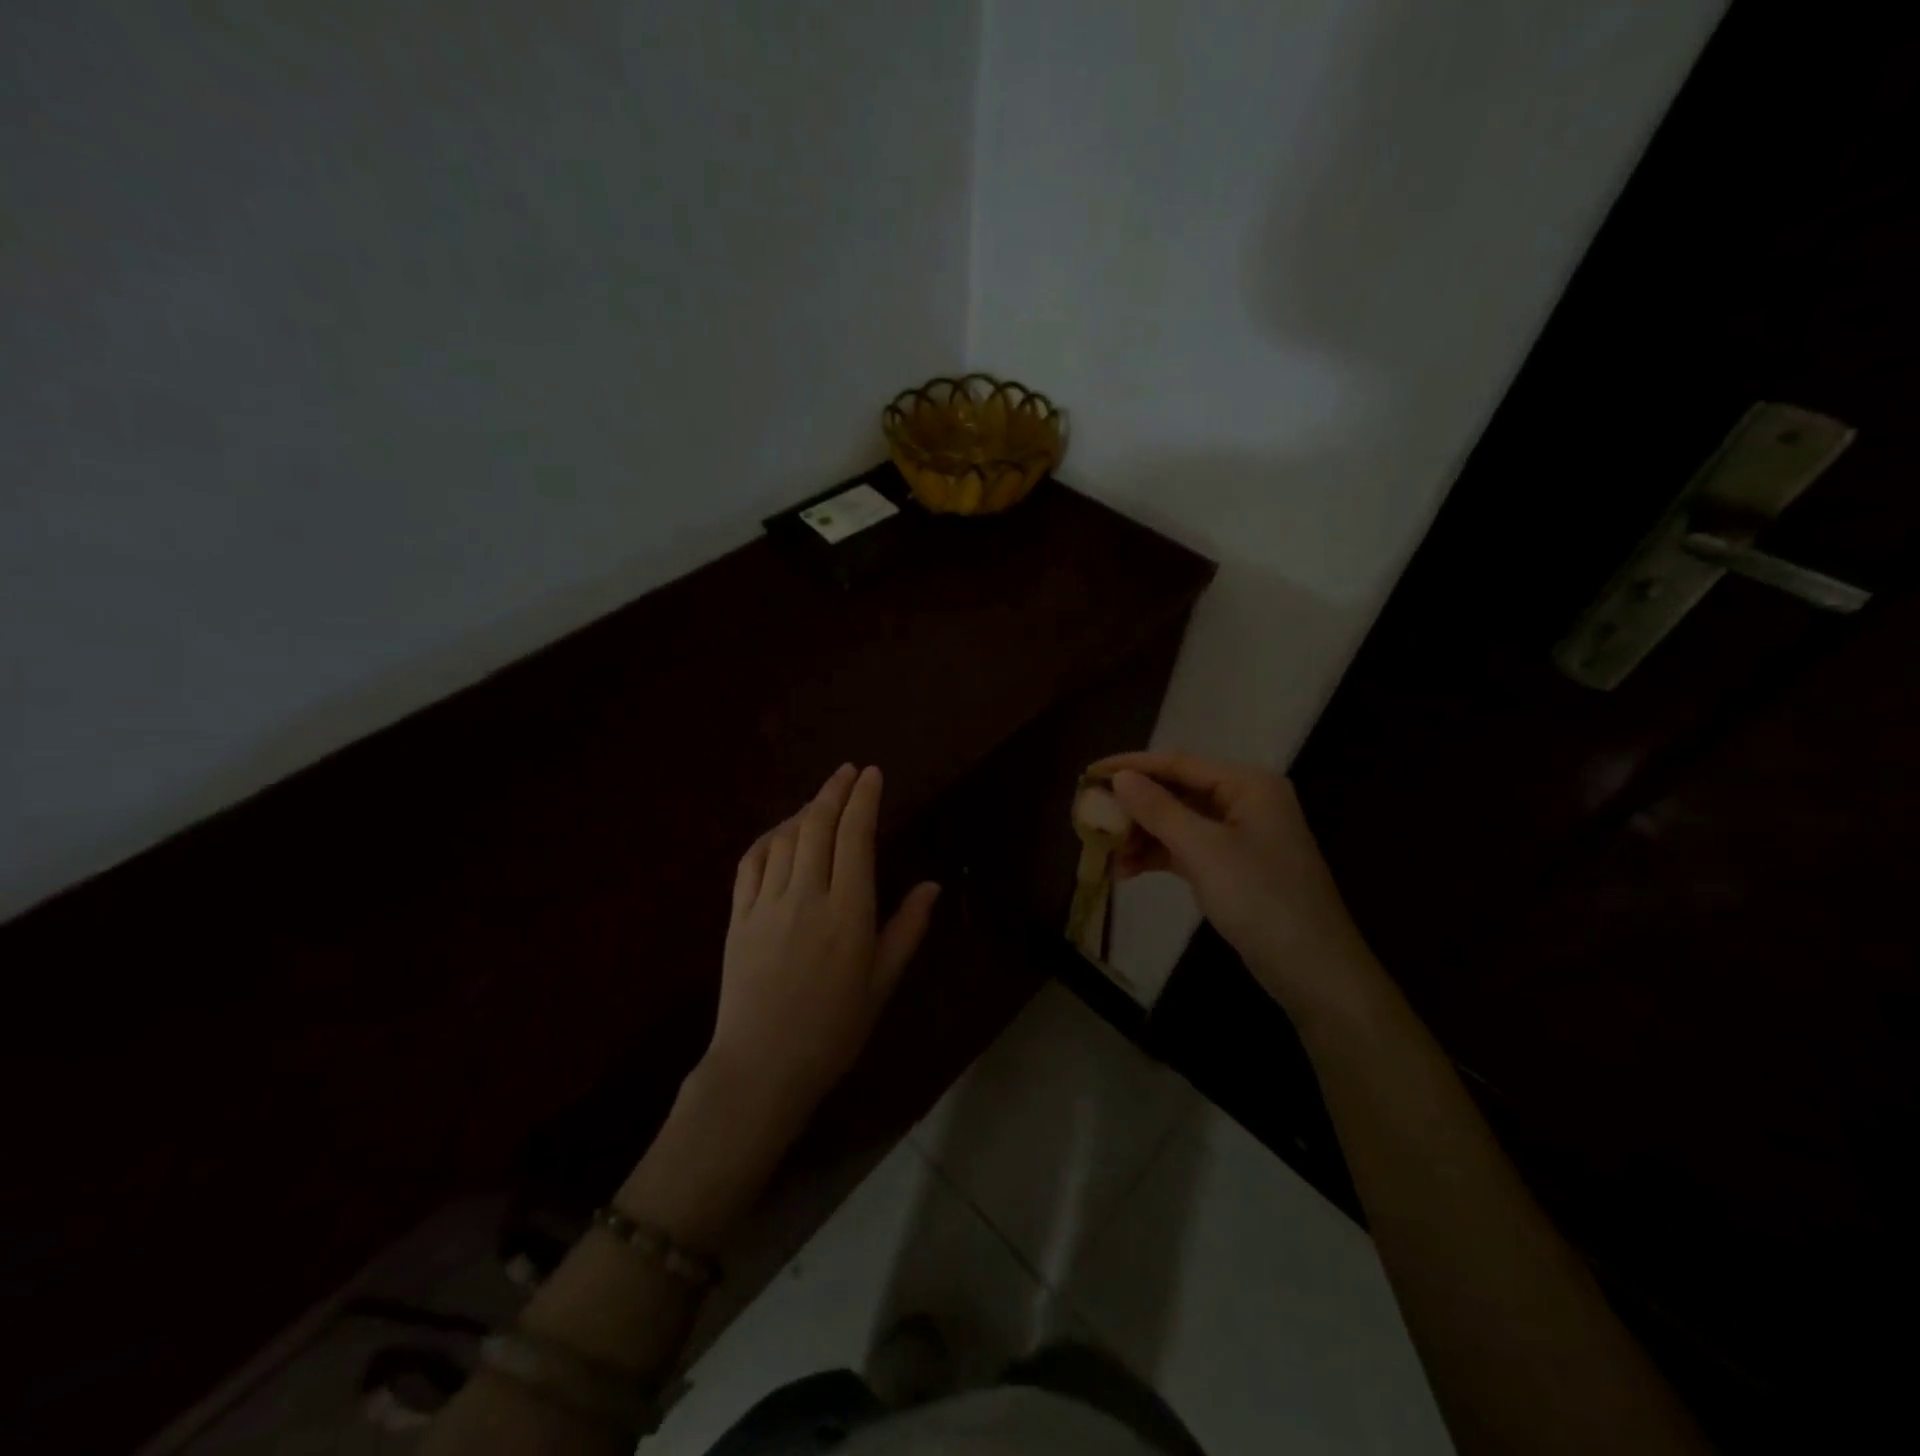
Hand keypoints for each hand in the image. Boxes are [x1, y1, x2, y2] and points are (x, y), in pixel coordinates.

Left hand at [705, 764, 940, 1122]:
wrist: (762, 1068)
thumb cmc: (833, 1030)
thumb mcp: (882, 983)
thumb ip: (906, 929)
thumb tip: (931, 885)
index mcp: (848, 913)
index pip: (856, 837)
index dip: (864, 800)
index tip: (872, 774)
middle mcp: (807, 897)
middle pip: (818, 826)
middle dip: (835, 791)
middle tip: (849, 771)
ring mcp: (767, 904)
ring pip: (785, 838)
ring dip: (805, 810)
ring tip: (822, 799)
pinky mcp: (738, 917)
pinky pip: (751, 862)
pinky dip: (768, 838)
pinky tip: (781, 833)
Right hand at [1089, 751, 1380, 1021]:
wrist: (1313, 970)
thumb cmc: (1261, 899)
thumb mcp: (1204, 850)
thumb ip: (1159, 809)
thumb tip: (1119, 778)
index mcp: (1247, 785)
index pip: (1179, 763)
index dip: (1131, 767)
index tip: (1088, 774)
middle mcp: (1244, 801)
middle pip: (1176, 792)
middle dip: (1133, 806)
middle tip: (1090, 816)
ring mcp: (1238, 836)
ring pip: (1177, 822)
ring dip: (1140, 835)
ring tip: (1103, 853)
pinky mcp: (1231, 866)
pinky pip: (1185, 849)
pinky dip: (1156, 856)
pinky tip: (1124, 872)